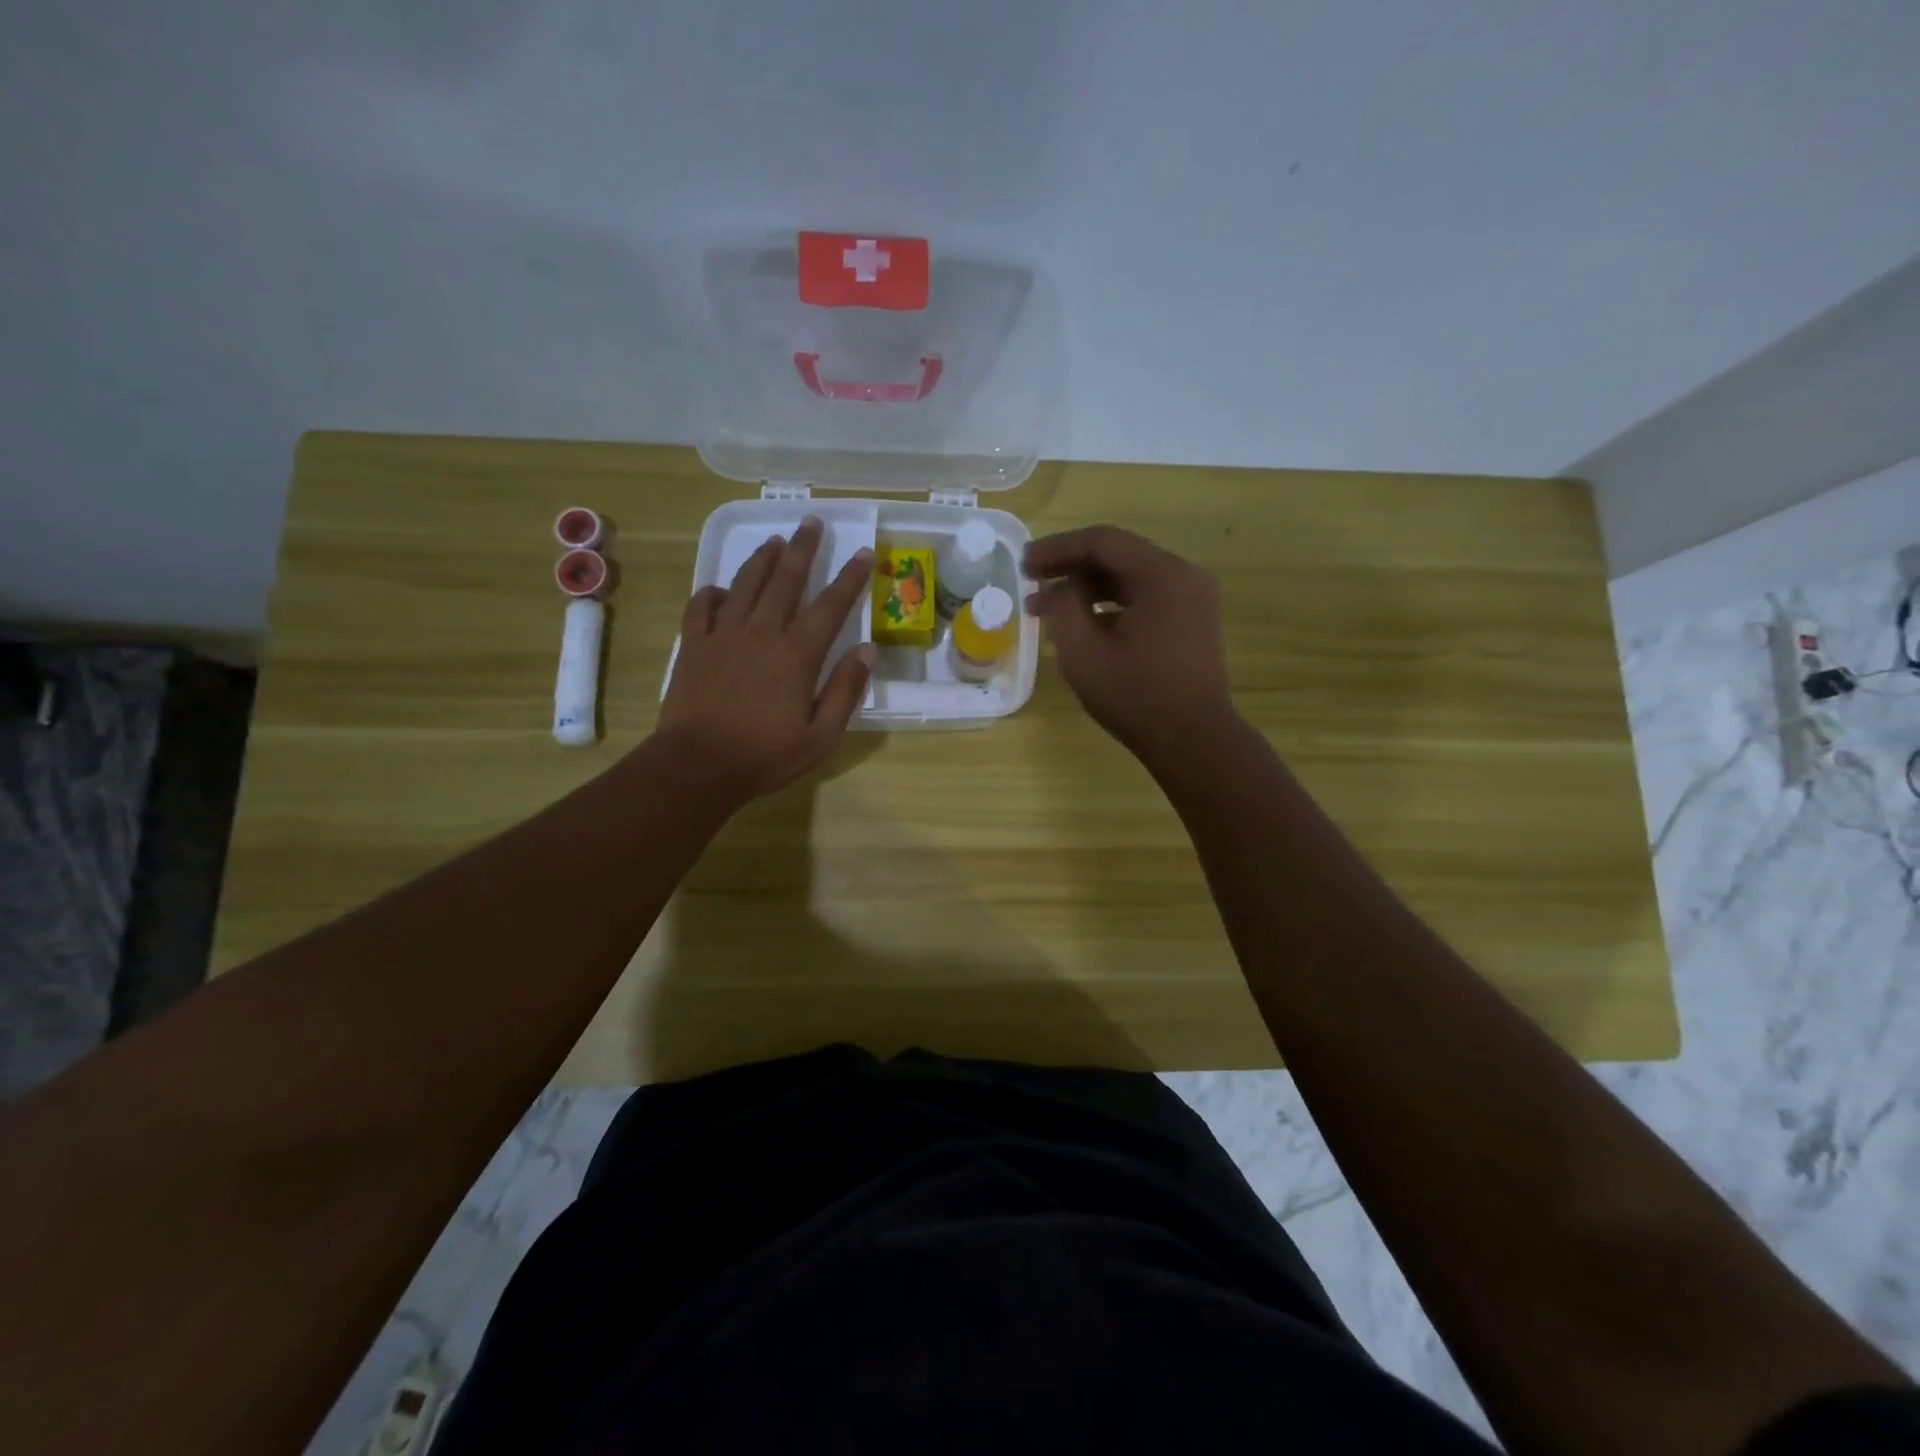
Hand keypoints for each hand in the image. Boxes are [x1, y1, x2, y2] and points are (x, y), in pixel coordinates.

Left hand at [658, 516, 873, 804]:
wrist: (697, 765)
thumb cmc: (765, 756)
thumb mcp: (821, 736)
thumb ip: (845, 691)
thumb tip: (866, 650)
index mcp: (797, 655)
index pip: (830, 605)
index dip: (849, 577)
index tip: (862, 552)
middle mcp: (762, 632)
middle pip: (786, 580)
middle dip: (803, 548)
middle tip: (812, 522)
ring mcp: (723, 635)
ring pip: (745, 583)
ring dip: (762, 559)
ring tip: (774, 540)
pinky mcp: (693, 644)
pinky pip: (701, 605)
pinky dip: (713, 591)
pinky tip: (722, 588)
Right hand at [1024, 526, 1236, 765]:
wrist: (1194, 741)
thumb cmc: (1136, 697)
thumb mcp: (1084, 653)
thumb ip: (1064, 608)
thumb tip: (1061, 587)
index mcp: (1162, 575)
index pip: (1102, 542)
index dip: (1057, 548)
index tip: (1023, 563)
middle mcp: (1183, 576)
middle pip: (1118, 556)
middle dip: (1070, 568)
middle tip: (1030, 582)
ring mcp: (1192, 598)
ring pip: (1130, 578)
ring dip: (1088, 589)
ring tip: (1046, 607)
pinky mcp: (1191, 621)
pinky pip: (1144, 598)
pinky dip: (1111, 605)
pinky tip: (1081, 624)